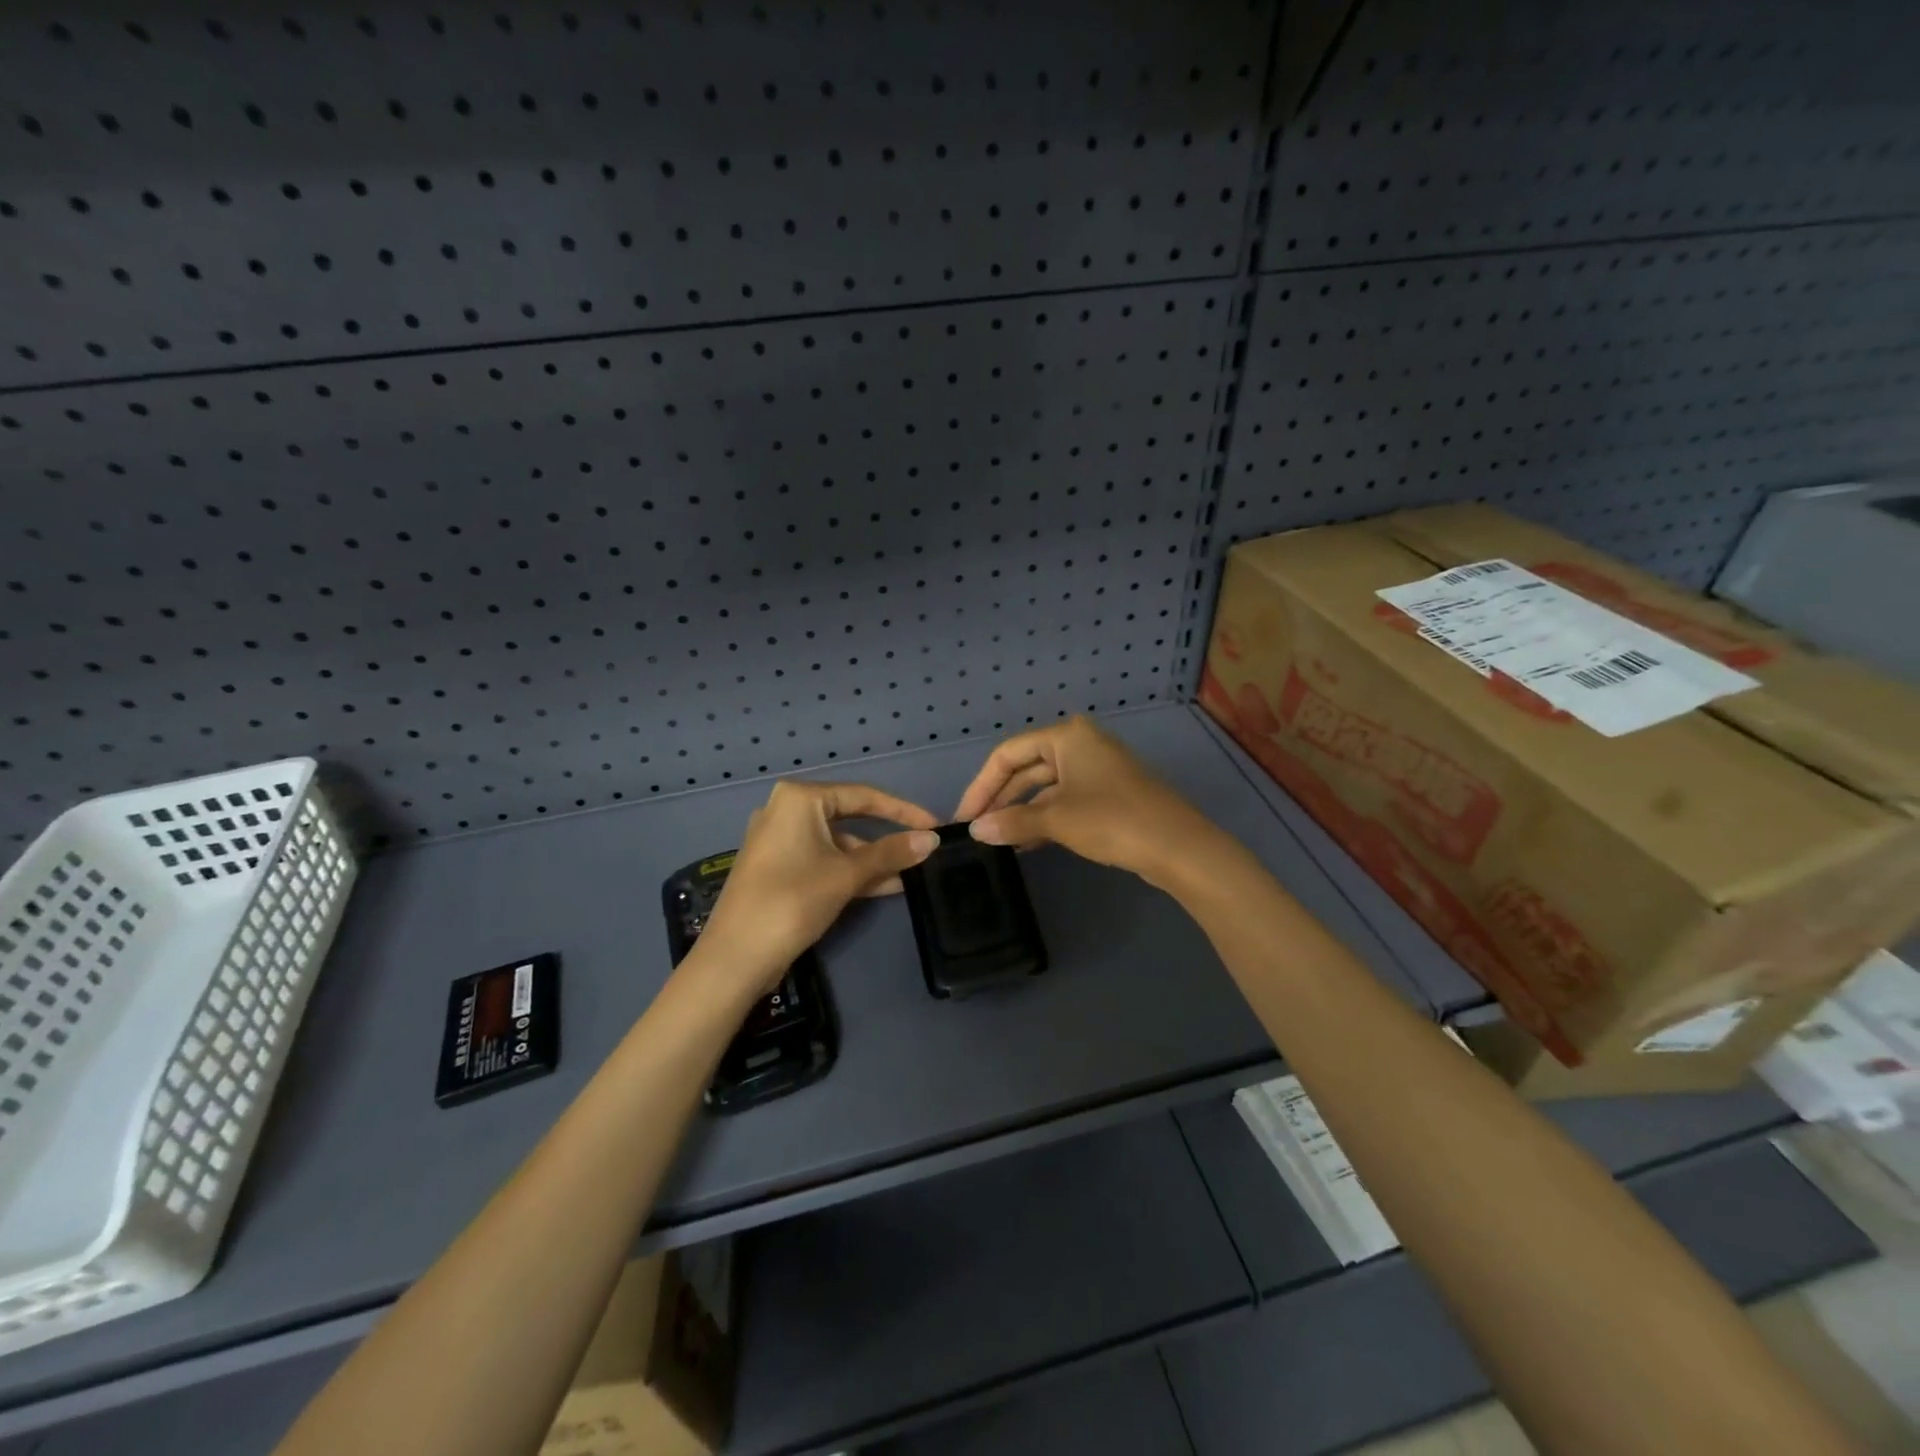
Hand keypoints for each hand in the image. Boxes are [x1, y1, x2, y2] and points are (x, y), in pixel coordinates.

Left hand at [697, 780, 939, 993]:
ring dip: (871, 859)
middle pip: (850, 817)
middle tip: (922, 848)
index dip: (903, 811)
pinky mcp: (777, 868)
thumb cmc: (793, 901)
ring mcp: (779, 840)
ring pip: (837, 843)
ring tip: (909, 875)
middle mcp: (786, 811)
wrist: (735, 958)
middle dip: (887, 837)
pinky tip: (884, 887)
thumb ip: (891, 853)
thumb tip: (932, 840)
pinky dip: (850, 871)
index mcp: (799, 799)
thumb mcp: (848, 875)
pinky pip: (823, 860)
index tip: (934, 825)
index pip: (863, 796)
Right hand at [952, 717, 1214, 886]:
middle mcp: (1081, 744)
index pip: (1008, 754)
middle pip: (1026, 768)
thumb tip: (976, 830)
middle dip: (1000, 798)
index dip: (981, 785)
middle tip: (976, 829)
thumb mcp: (1057, 820)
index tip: (964, 816)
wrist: (1178, 847)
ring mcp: (1097, 769)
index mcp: (1067, 736)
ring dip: (1021, 811)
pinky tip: (1025, 842)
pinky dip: (1043, 818)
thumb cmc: (1113, 820)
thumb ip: (1012, 822)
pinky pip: (1064, 800)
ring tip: (996, 839)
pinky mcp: (1108, 794)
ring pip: (1045, 787)